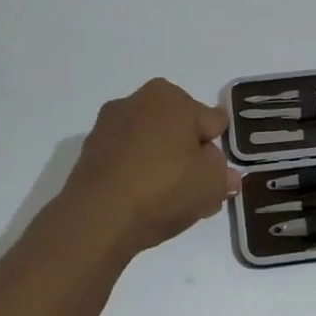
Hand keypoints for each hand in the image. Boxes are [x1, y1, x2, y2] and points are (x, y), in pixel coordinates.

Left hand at [59, 79, 237, 259]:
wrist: (98, 218)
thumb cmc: (163, 188)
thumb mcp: (212, 185)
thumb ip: (224, 175)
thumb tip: (225, 174)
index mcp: (171, 97)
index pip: (211, 121)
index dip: (218, 149)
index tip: (216, 175)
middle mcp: (137, 100)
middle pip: (178, 128)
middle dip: (188, 152)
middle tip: (193, 188)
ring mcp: (108, 125)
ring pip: (150, 143)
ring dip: (160, 162)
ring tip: (166, 200)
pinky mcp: (89, 151)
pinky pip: (126, 158)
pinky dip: (135, 172)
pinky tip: (140, 201)